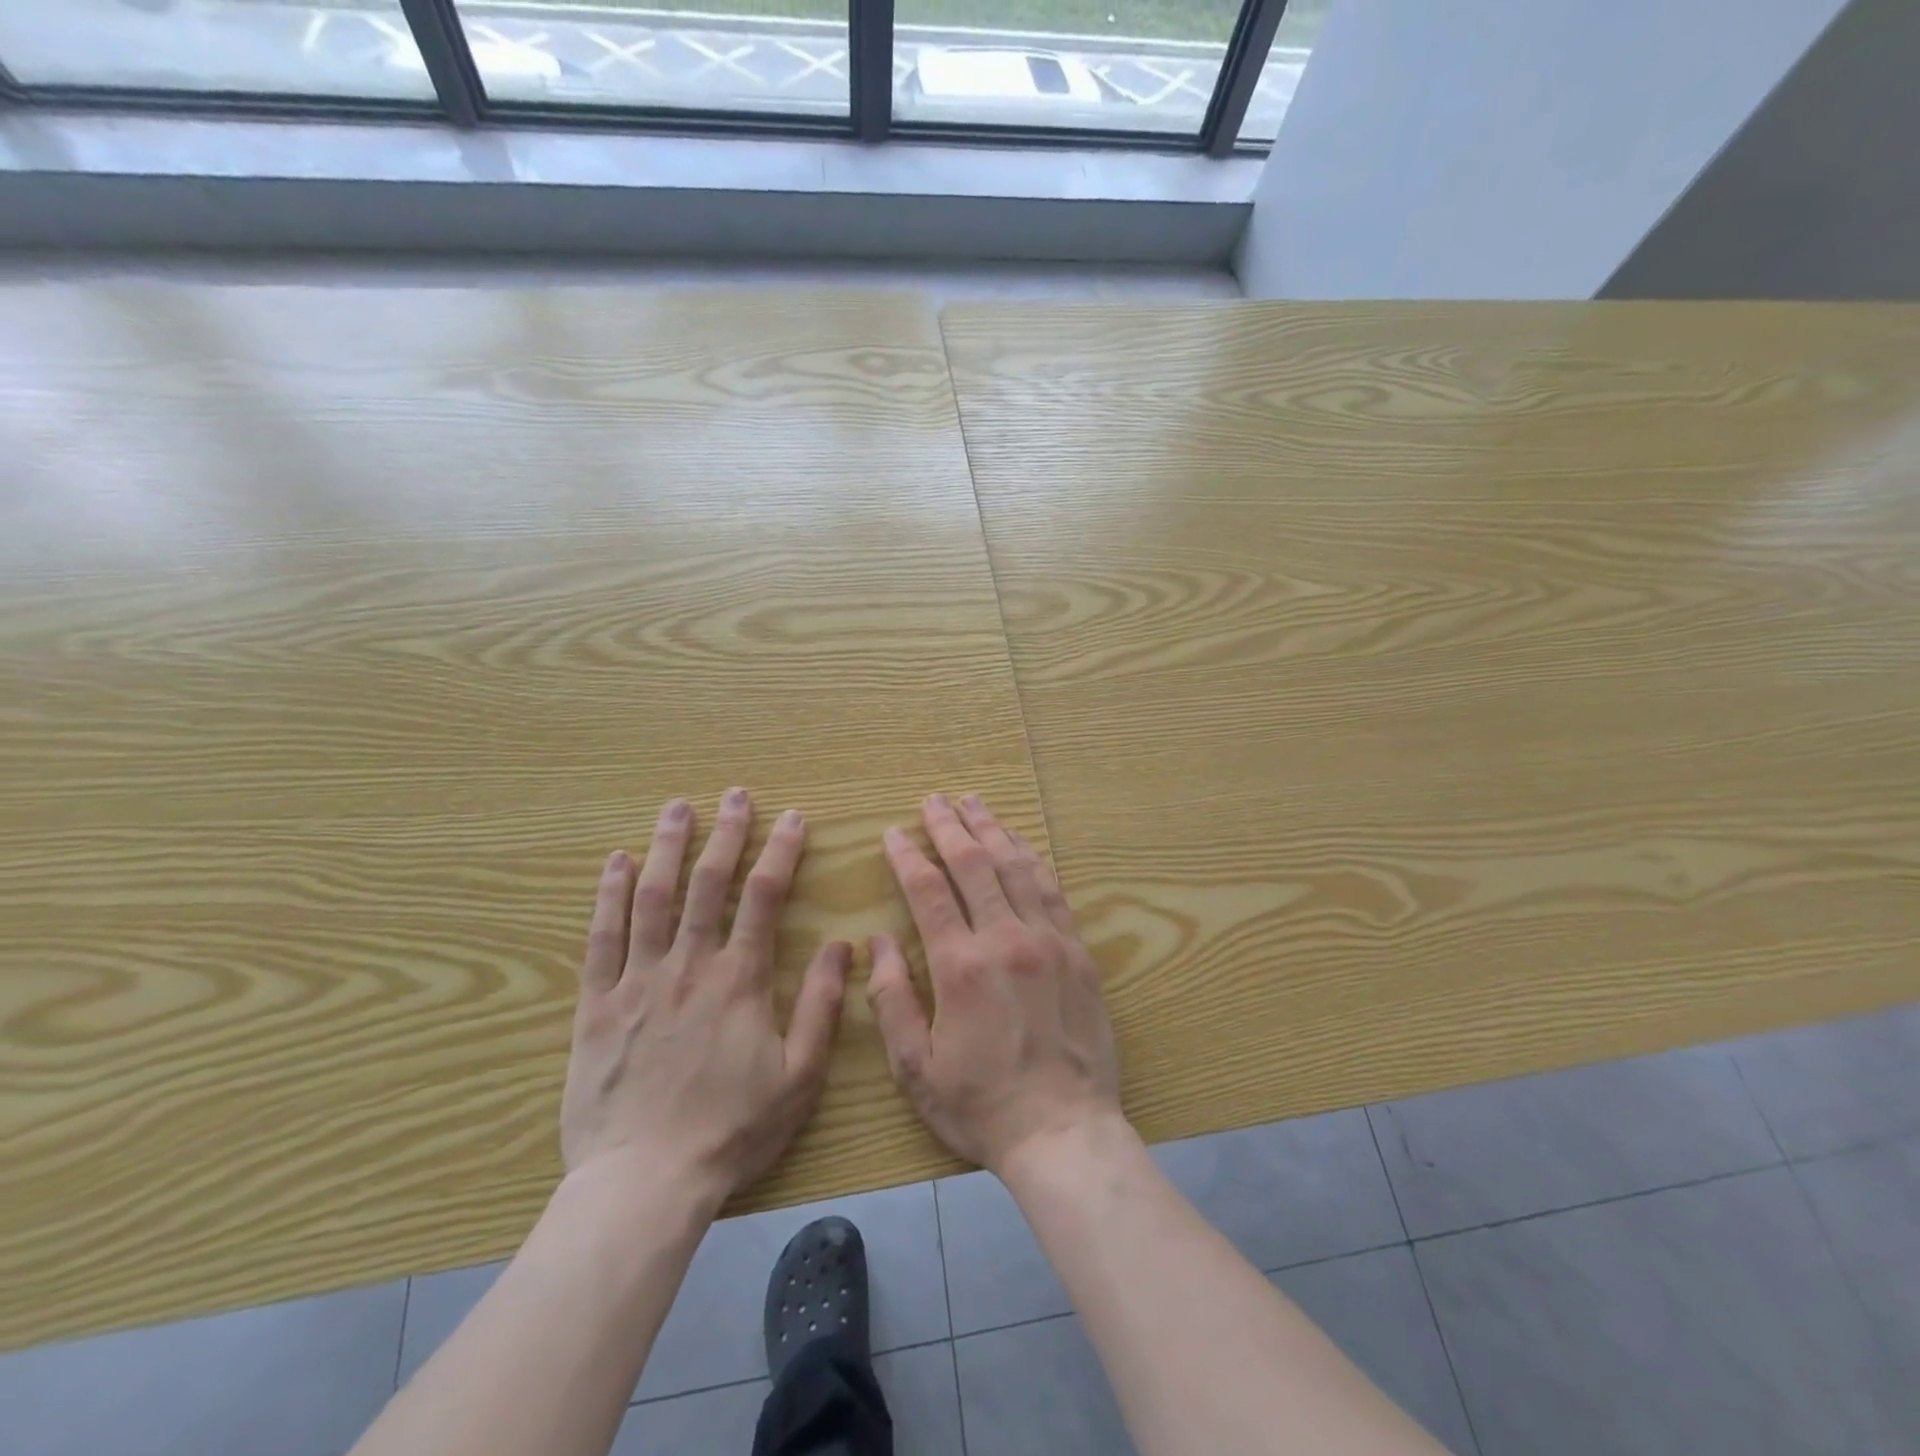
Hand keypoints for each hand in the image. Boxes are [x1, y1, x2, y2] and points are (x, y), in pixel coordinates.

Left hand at [561, 790, 849, 1203]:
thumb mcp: (798, 1076)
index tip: (793, 818)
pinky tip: (618, 861)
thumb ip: (821, 1006)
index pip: (765, 897)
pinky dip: (610, 895)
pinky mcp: (597, 1004)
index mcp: (740, 980)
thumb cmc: (730, 1131)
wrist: (643, 1183)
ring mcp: (638, 981)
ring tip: (677, 807)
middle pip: (709, 883)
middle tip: (734, 794)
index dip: (781, 852)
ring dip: (668, 847)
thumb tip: (842, 946)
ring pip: (653, 898)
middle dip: (726, 833)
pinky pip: (602, 938)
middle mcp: (689, 966)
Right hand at [865, 793, 1122, 1175]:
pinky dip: (1033, 860)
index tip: (894, 832)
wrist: (1064, 1133)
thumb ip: (892, 998)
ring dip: (992, 830)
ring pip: (1016, 867)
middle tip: (933, 800)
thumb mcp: (915, 1067)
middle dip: (949, 826)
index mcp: (960, 966)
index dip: (908, 855)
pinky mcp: (1078, 952)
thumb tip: (879, 940)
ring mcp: (1049, 942)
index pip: (928, 890)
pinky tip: (1021, 844)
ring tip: (974, 803)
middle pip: (974, 864)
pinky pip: (1052, 891)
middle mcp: (1006, 940)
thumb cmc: (981, 1106)